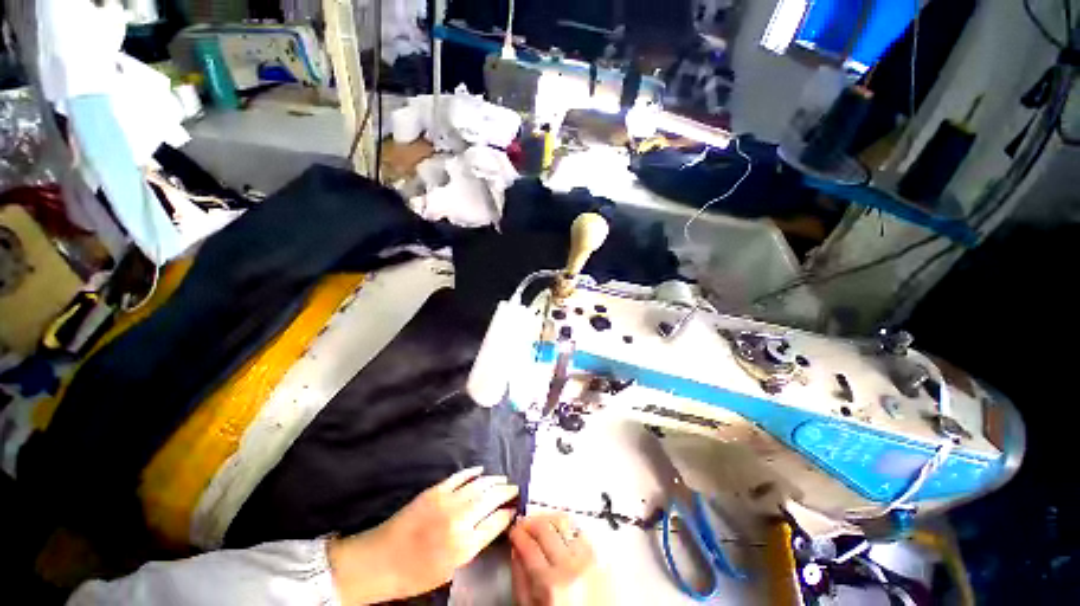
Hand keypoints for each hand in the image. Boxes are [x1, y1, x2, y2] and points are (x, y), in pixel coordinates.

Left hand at [329, 467, 518, 603]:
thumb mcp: (451, 569)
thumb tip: (494, 525)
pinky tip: (481, 472)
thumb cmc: (416, 574)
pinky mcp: (435, 490)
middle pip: (491, 498)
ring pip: (479, 484)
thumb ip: (475, 546)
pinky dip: (473, 473)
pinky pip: (460, 477)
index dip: (508, 513)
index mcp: (465, 545)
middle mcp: (460, 520)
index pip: (497, 522)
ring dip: (494, 480)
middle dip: (506, 491)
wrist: (381, 560)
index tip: (515, 509)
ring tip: (503, 479)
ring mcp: (447, 501)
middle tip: (514, 488)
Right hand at [510, 513, 610, 605]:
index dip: (517, 534)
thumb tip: (516, 550)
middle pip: (546, 528)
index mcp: (551, 584)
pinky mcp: (601, 558)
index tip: (514, 531)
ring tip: (541, 525)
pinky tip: (560, 534)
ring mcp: (589, 560)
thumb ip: (520, 579)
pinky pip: (580, 532)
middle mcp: (571, 567)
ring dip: (550, 520)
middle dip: (531, 522)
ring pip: (565, 522)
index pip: (529, 546)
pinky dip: (567, 529)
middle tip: (524, 524)